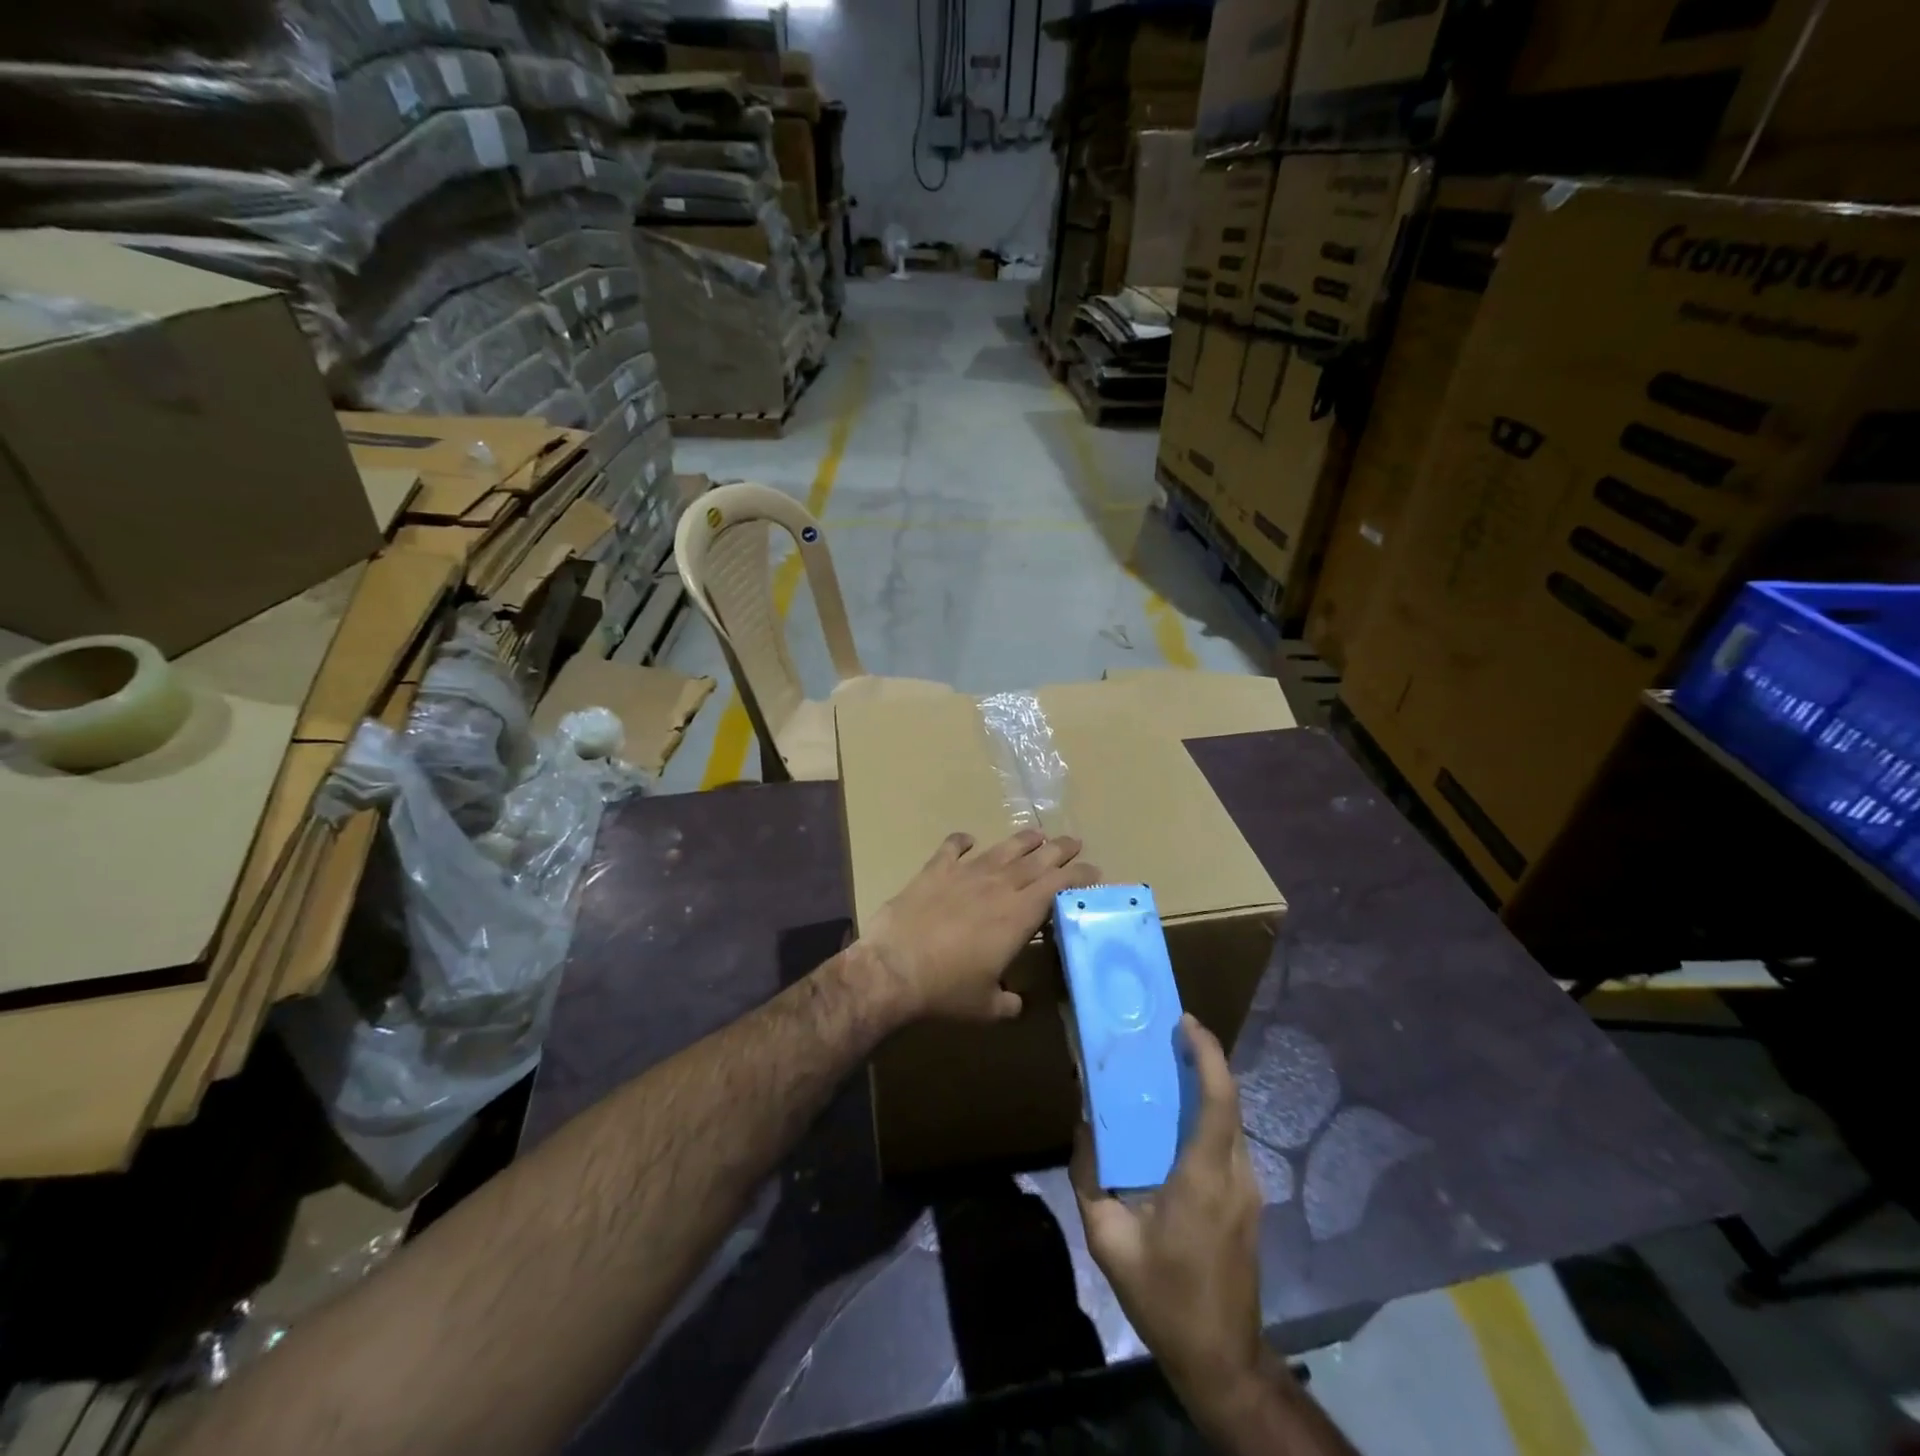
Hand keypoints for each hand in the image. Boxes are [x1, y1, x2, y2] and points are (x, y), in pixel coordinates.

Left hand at [859, 829, 1097, 1021]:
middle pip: (1037, 860)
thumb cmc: (947, 990)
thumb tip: (1018, 1004)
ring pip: (1002, 850)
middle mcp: (998, 886)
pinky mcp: (934, 871)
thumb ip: (1009, 1003)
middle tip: (1074, 842)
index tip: (1094, 871)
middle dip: (1060, 850)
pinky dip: (961, 841)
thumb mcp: (987, 1006)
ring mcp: (965, 873)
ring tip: (1037, 835)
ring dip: (1023, 841)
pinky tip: (968, 838)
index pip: (1059, 886)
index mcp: (1019, 915)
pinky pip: (952, 848)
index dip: (1079, 876)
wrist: (894, 968)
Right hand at [1072, 1015, 1265, 1416]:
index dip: (1207, 1054)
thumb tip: (1085, 1126)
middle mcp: (1235, 1174)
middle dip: (1203, 1059)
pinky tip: (1176, 1119)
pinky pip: (1228, 1141)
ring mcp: (1249, 1189)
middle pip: (1228, 1100)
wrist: (1221, 1360)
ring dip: (1205, 1085)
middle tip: (1165, 1035)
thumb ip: (1090, 1178)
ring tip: (1166, 1068)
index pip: (1218, 1099)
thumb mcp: (1108, 1240)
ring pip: (1231, 1120)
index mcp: (1204, 1177)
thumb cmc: (1163, 1298)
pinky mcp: (1248, 1201)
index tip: (1184, 1022)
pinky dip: (1208, 1114)